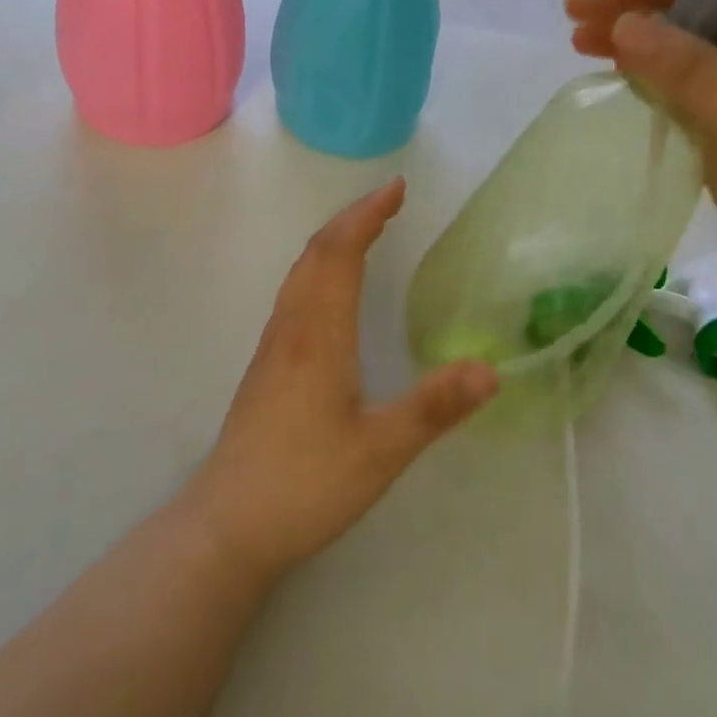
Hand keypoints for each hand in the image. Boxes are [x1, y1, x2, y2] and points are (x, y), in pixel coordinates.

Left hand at [183, 178, 497, 584]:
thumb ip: (435, 407)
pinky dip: (320, 267)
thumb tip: (492, 369)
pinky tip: (332, 289)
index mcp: (319, 334)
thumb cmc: (303, 485)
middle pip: (316, 253)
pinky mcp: (267, 368)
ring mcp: (274, 347)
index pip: (341, 253)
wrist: (224, 529)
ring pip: (301, 272)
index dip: (367, 214)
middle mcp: (292, 328)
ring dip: (333, 240)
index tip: (396, 187)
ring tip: (365, 230)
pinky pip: (295, 293)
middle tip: (388, 200)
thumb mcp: (380, 450)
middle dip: (352, 218)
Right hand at [565, 0, 716, 316]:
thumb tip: (624, 22)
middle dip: (634, 10)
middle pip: (693, 18)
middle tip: (575, 14)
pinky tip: (621, 86)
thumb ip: (687, 68)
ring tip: (580, 44)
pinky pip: (686, 102)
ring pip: (684, 61)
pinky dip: (651, 89)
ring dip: (635, 48)